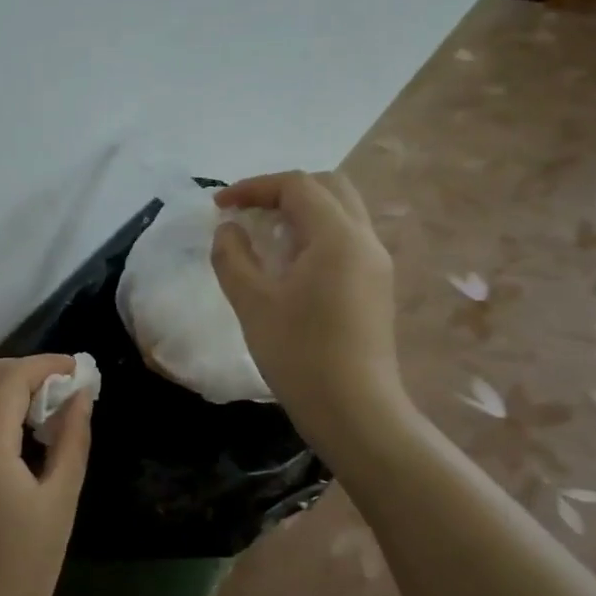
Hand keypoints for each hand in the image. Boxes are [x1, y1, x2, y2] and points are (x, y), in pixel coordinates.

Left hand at [0, 355, 91, 595]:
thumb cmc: (24, 570)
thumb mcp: (60, 501)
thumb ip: (71, 439)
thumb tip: (80, 395)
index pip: (10, 378)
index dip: (45, 365)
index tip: (77, 369)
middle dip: (24, 371)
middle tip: (63, 387)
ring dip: (3, 386)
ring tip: (43, 406)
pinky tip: (15, 429)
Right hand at [210, 170, 407, 446]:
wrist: (354, 410)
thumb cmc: (299, 354)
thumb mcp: (252, 302)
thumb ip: (233, 256)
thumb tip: (229, 230)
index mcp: (337, 237)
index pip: (297, 185)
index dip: (254, 187)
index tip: (219, 206)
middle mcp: (364, 240)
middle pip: (328, 187)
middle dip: (282, 191)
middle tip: (247, 212)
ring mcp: (376, 263)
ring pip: (341, 212)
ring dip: (300, 211)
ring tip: (264, 236)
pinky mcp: (376, 285)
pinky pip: (346, 239)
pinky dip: (315, 233)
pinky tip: (289, 264)